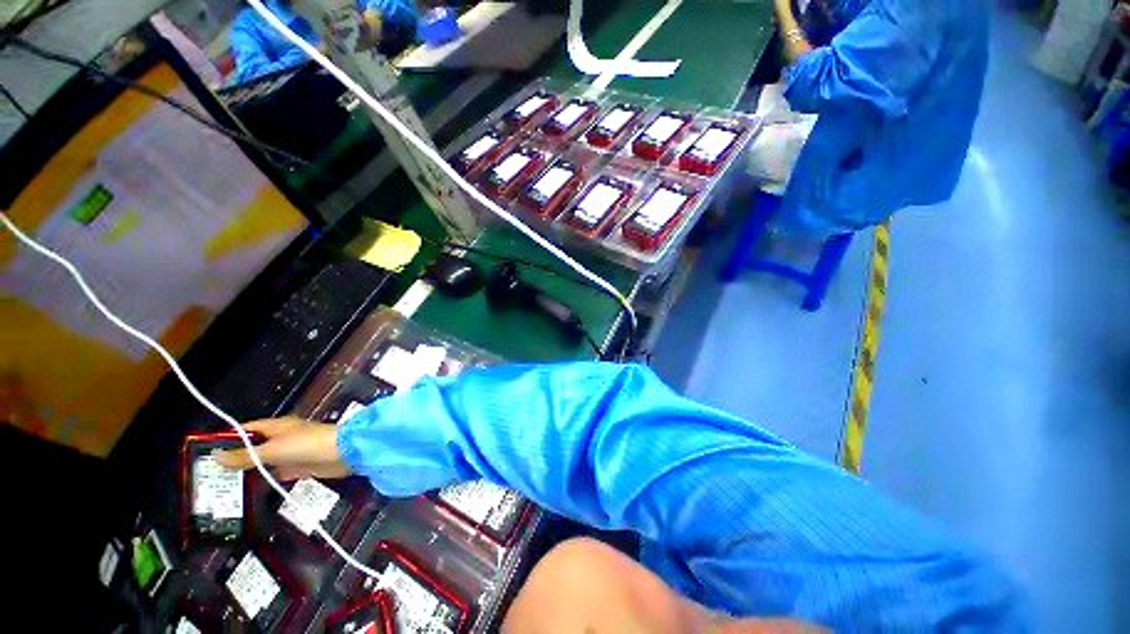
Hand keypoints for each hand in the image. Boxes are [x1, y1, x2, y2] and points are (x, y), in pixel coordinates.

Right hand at [214, 417, 349, 480]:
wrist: (344, 453)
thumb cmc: (308, 445)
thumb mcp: (273, 450)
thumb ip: (246, 455)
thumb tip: (215, 457)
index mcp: (277, 426)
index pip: (247, 429)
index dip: (228, 438)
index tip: (205, 452)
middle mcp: (283, 437)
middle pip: (254, 446)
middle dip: (235, 458)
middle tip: (209, 476)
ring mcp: (292, 452)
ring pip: (265, 461)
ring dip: (250, 471)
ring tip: (223, 487)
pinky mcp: (301, 467)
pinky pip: (278, 473)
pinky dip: (266, 480)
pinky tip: (250, 492)